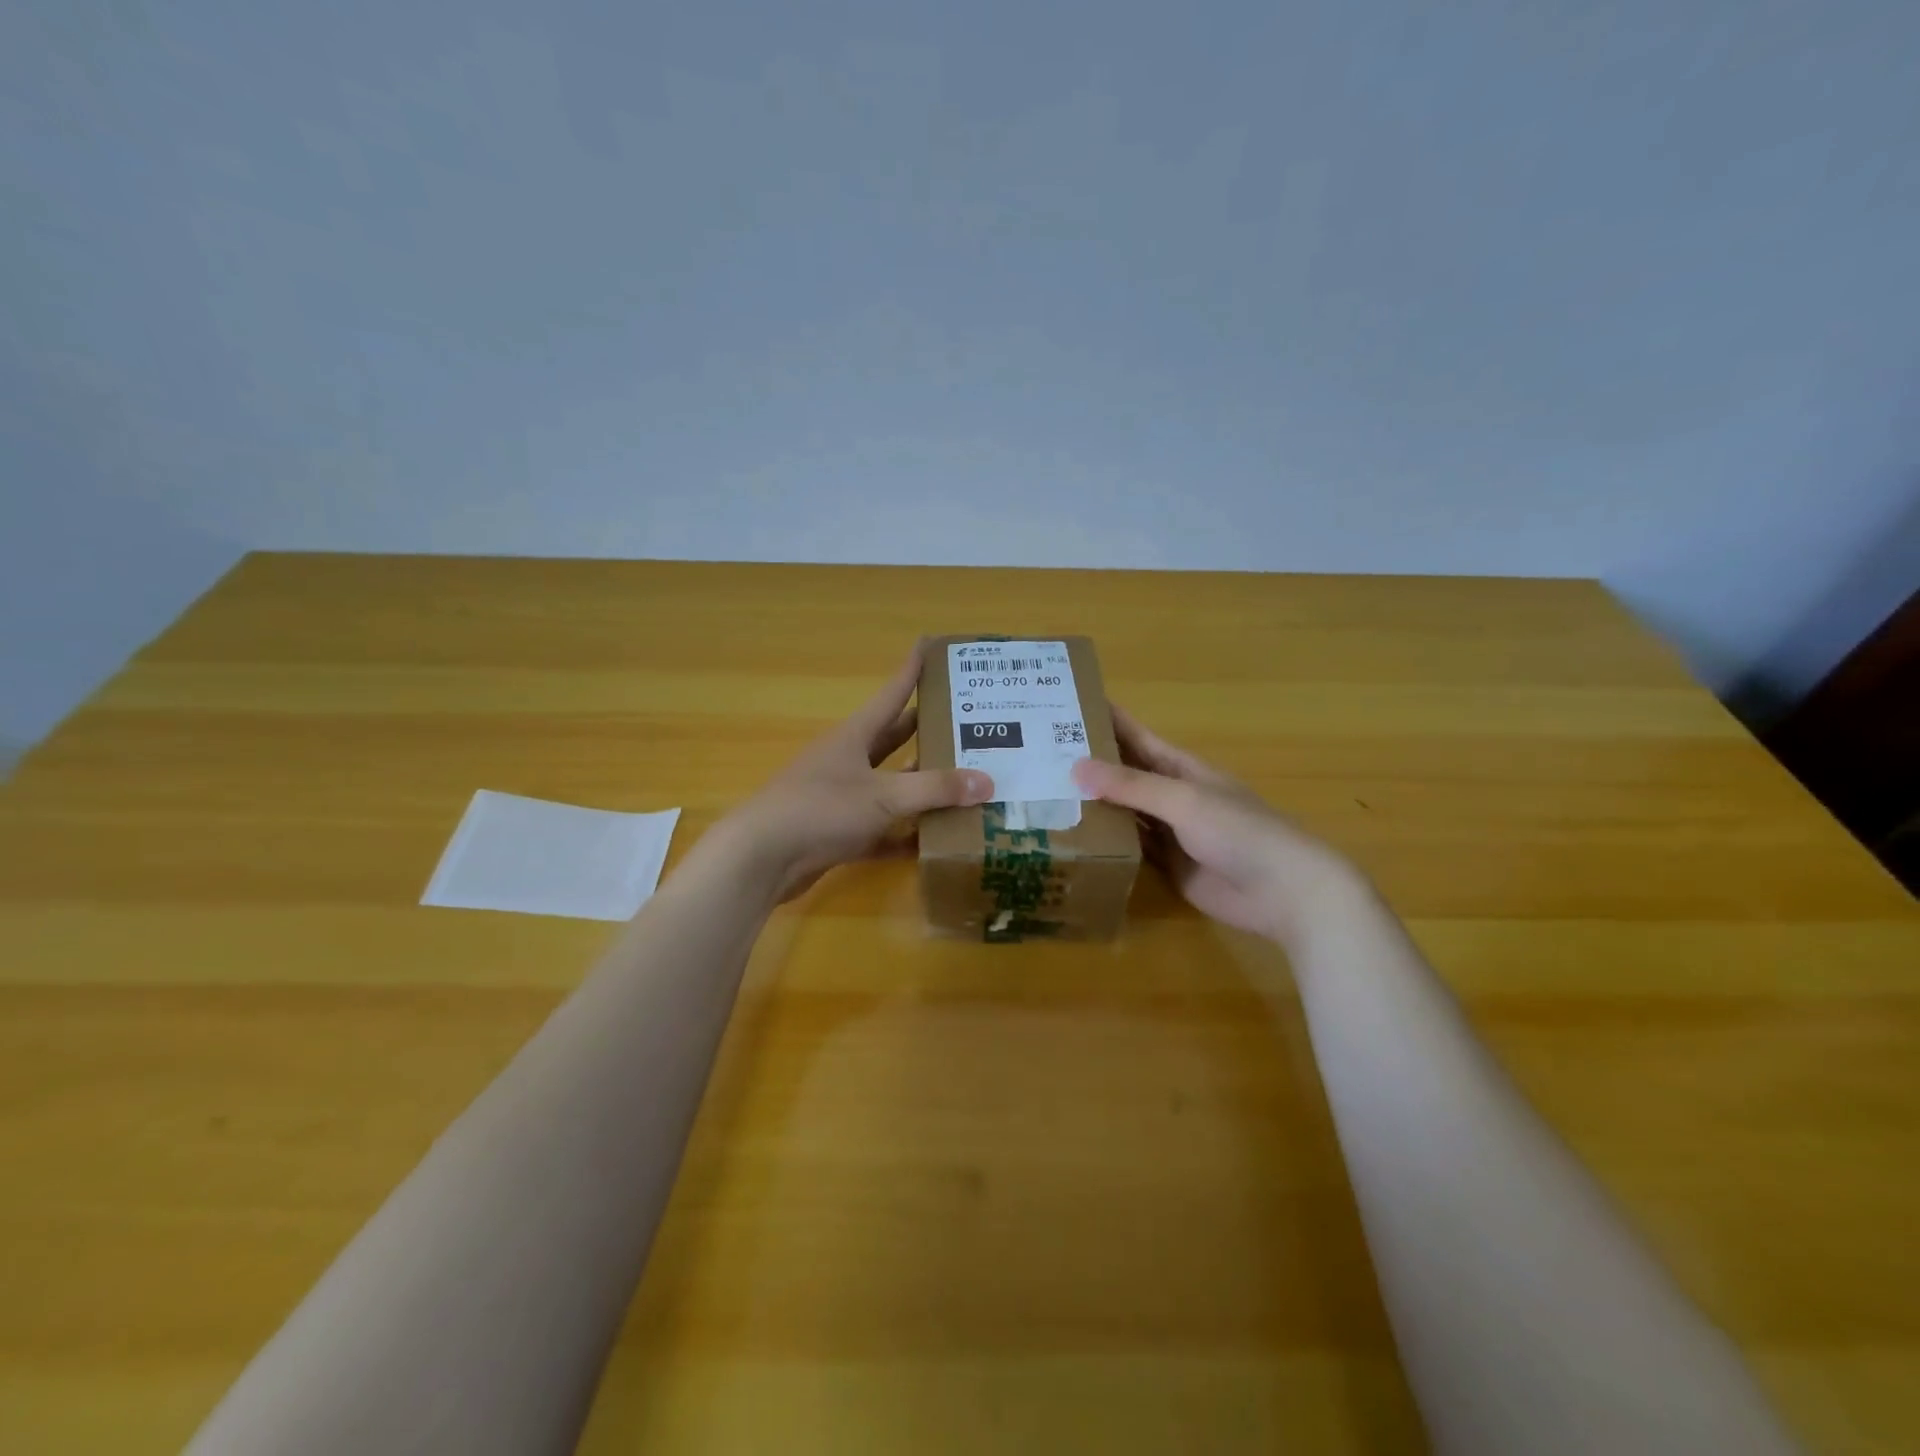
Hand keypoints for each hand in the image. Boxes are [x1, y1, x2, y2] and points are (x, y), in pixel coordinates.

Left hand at [714, 644, 994, 901]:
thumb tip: (987, 782)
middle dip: (927, 729)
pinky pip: (883, 829)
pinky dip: (907, 833)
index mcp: (854, 736)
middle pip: (895, 739)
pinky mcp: (840, 833)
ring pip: (892, 786)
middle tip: (968, 723)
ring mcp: (842, 798)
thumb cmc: (821, 809)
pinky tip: (937, 839)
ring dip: (922, 785)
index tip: (931, 646)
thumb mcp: (883, 795)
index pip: (891, 695)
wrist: (762, 858)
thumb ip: (935, 789)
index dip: (911, 671)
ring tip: (965, 781)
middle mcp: (849, 761)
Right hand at [1071, 706, 1358, 944]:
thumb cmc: (1239, 832)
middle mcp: (1171, 794)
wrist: (1283, 891)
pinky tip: (1074, 836)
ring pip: (1124, 811)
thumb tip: (1075, 768)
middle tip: (1038, 754)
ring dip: (1093, 803)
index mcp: (1180, 767)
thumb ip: (1132, 786)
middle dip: (1089, 763)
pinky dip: (1106, 840)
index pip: (1135, 736)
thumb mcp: (1183, 800)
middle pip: (1124, 773)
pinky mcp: (1167, 865)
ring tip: (1045, 793)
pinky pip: (1130, 846)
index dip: (1105, 719)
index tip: (1067, 704)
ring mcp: (1169, 831)